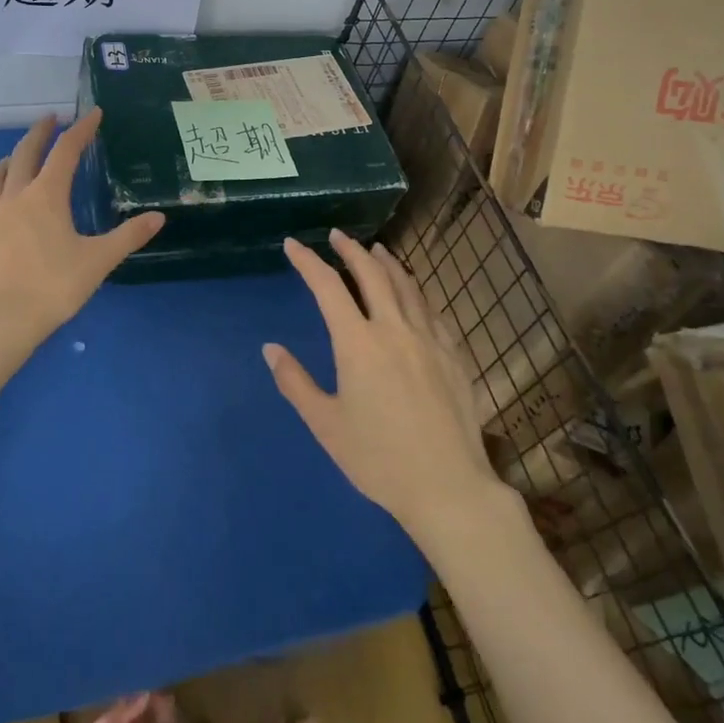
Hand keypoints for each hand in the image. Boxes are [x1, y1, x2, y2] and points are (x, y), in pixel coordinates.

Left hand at [0, 111, 164, 348]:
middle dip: (40, 132)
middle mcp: (14, 195)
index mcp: (47, 195)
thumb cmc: (53, 287)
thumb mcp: (98, 261)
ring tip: (16, 158)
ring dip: (9, 160)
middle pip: (25, 152)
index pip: (66, 151)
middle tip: (50, 119)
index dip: (81, 130)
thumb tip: (158, 217)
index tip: (92, 114)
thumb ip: (128, 236)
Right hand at [265, 230, 497, 538]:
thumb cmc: (378, 458)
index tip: (293, 244)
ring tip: (376, 250)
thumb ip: (296, 382)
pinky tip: (414, 295)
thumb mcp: (326, 425)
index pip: (328, 288)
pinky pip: (432, 310)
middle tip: (337, 236)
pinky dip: (416, 292)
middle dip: (351, 250)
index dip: (308, 262)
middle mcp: (394, 329)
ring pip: (407, 286)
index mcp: (358, 344)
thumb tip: (270, 348)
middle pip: (372, 274)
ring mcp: (429, 339)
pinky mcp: (453, 354)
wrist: (448, 486)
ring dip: (387, 263)